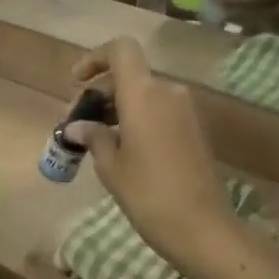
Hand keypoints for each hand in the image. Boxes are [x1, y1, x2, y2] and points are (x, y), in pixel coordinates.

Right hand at [67, 39, 239, 267]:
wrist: (202, 228)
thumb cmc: (148, 194)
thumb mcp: (111, 166)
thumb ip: (93, 137)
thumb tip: (77, 126)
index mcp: (143, 93)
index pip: (120, 50)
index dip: (95, 58)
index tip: (76, 82)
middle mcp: (167, 92)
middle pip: (129, 75)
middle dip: (99, 92)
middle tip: (76, 122)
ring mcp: (185, 111)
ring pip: (144, 94)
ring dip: (117, 108)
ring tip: (95, 139)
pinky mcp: (194, 130)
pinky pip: (159, 111)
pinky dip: (136, 119)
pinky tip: (121, 148)